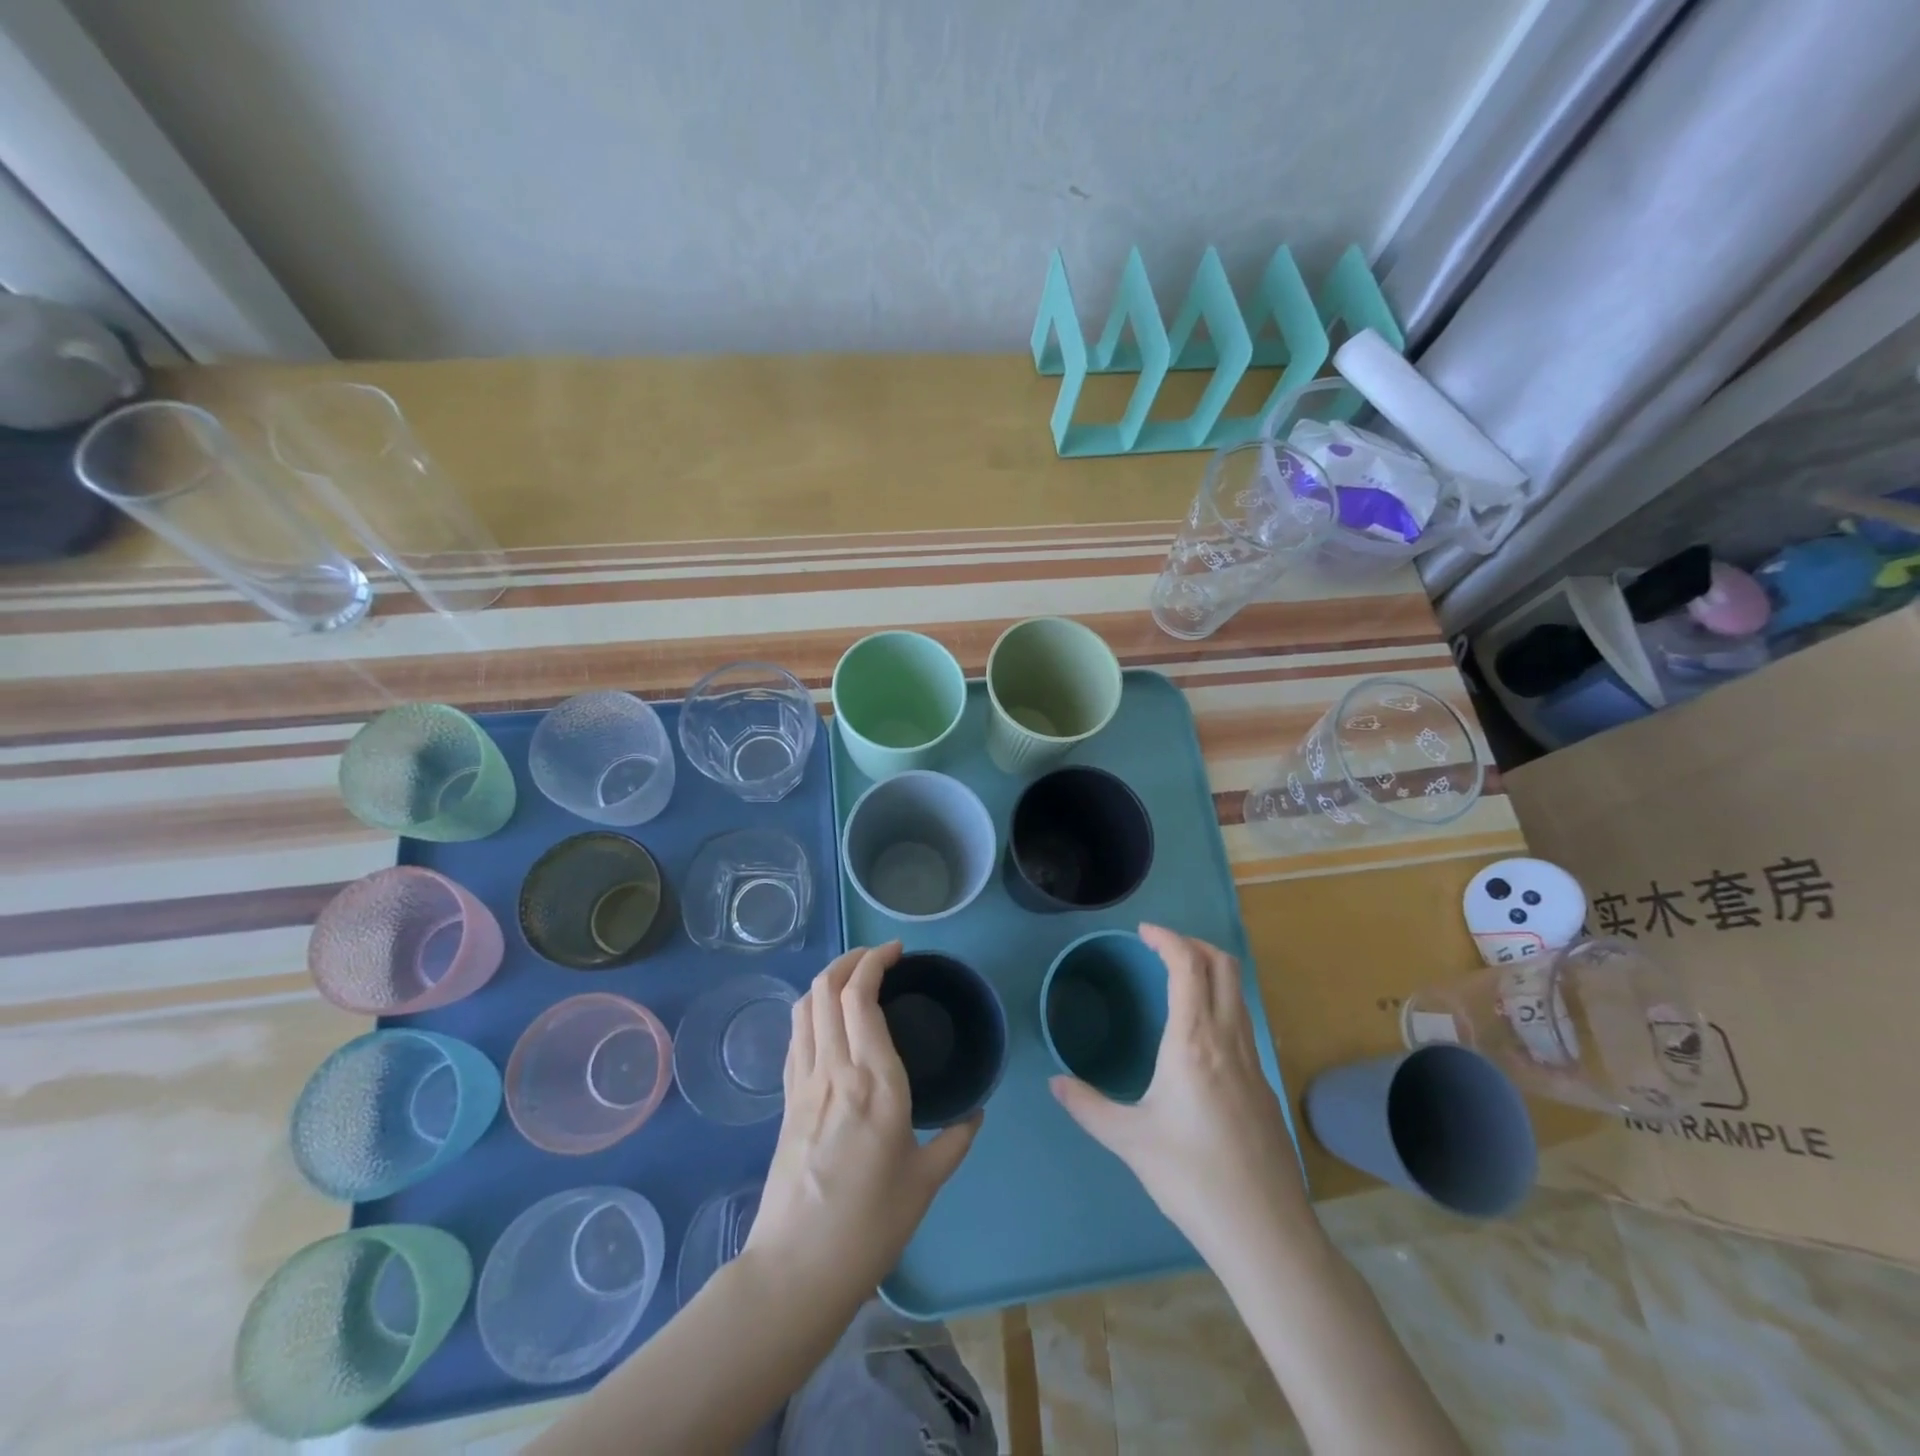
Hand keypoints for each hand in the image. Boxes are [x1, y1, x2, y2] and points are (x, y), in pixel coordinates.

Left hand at [744, 942, 981, 1302]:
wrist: (797, 1269)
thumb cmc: (870, 1225)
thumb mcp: (925, 1182)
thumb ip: (955, 1140)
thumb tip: (976, 1114)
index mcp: (875, 1080)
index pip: (861, 995)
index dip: (875, 961)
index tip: (897, 952)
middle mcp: (835, 1068)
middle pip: (826, 988)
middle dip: (850, 959)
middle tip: (878, 958)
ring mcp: (804, 1082)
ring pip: (804, 1006)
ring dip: (827, 979)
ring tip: (853, 978)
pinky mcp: (786, 1100)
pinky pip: (795, 1036)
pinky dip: (810, 1010)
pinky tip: (828, 1020)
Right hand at [1050, 924, 1310, 1257]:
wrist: (1265, 1232)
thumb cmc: (1191, 1177)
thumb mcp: (1129, 1140)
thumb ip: (1087, 1105)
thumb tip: (1054, 1083)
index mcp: (1194, 1041)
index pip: (1188, 965)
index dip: (1167, 938)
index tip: (1143, 932)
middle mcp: (1228, 1039)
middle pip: (1223, 966)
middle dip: (1193, 944)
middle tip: (1161, 948)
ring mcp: (1253, 1062)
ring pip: (1238, 993)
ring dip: (1210, 971)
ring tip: (1177, 980)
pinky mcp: (1264, 1085)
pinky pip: (1242, 1022)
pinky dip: (1220, 1003)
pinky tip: (1197, 1036)